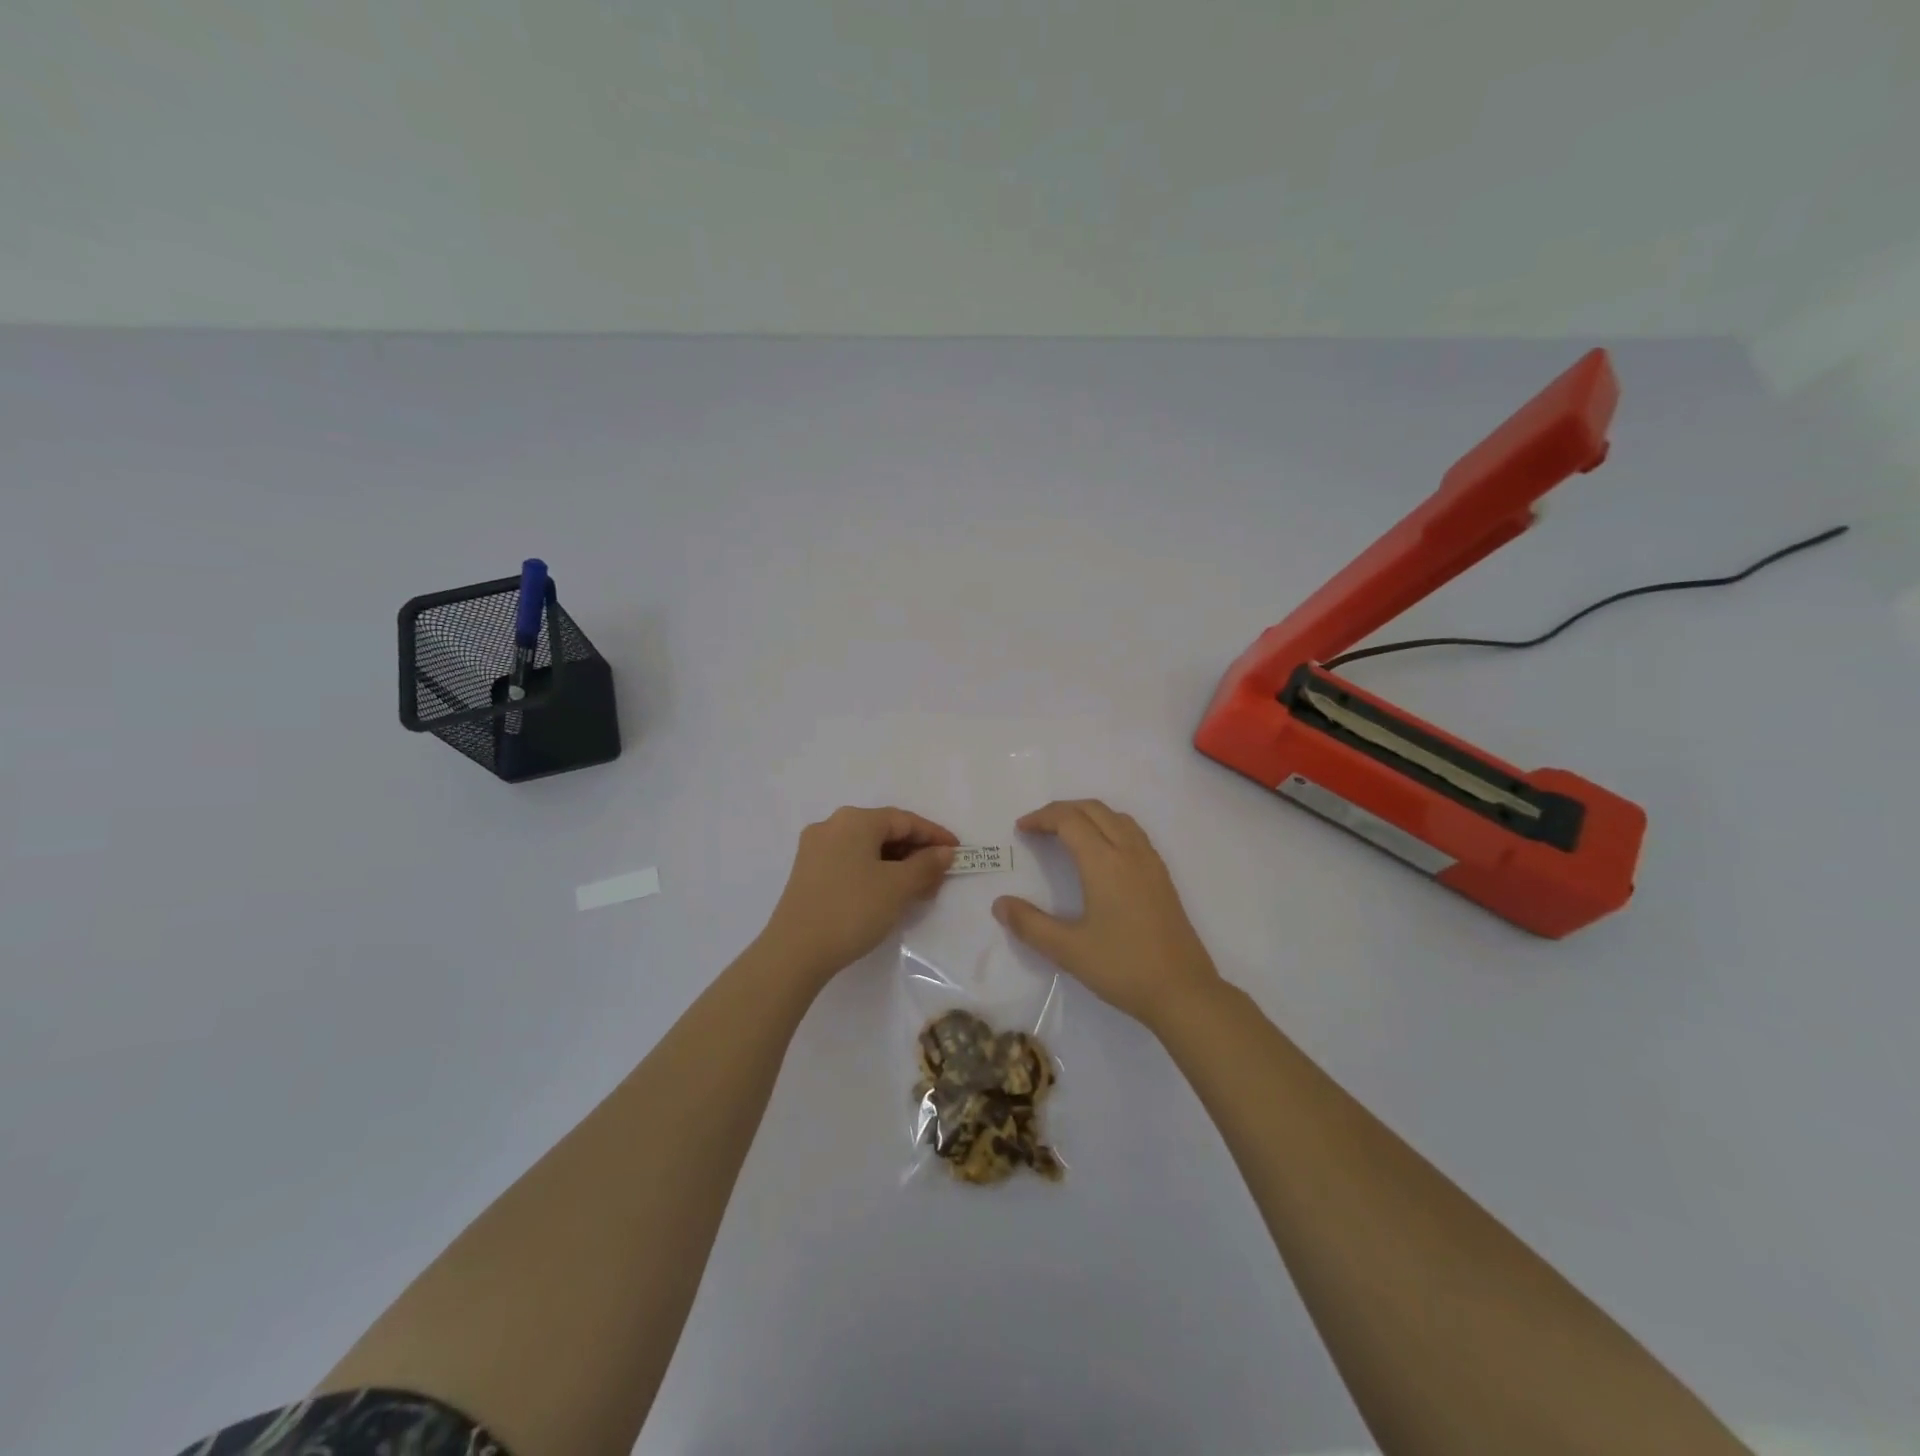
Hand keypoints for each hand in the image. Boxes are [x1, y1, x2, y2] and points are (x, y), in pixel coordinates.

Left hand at [760, 806, 957, 983]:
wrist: (794, 952)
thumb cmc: (852, 910)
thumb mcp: (898, 887)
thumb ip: (926, 865)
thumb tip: (944, 852)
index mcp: (854, 820)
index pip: (904, 820)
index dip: (934, 835)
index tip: (958, 852)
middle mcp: (832, 826)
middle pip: (884, 832)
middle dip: (916, 853)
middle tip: (939, 876)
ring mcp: (816, 849)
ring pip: (867, 849)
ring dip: (897, 865)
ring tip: (919, 890)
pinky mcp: (808, 873)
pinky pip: (851, 862)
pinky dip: (875, 873)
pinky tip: (888, 894)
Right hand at [993, 800, 1221, 1029]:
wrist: (1183, 991)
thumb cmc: (1123, 967)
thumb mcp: (1068, 950)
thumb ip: (1030, 924)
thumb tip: (1000, 904)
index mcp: (1104, 862)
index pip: (1069, 820)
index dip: (1042, 818)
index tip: (1021, 829)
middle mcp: (1129, 852)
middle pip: (1094, 810)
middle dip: (1062, 810)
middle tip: (1038, 827)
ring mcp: (1151, 863)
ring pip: (1117, 818)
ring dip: (1088, 815)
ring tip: (1066, 833)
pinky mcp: (1162, 877)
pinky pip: (1133, 833)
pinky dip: (1109, 827)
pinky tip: (1101, 854)